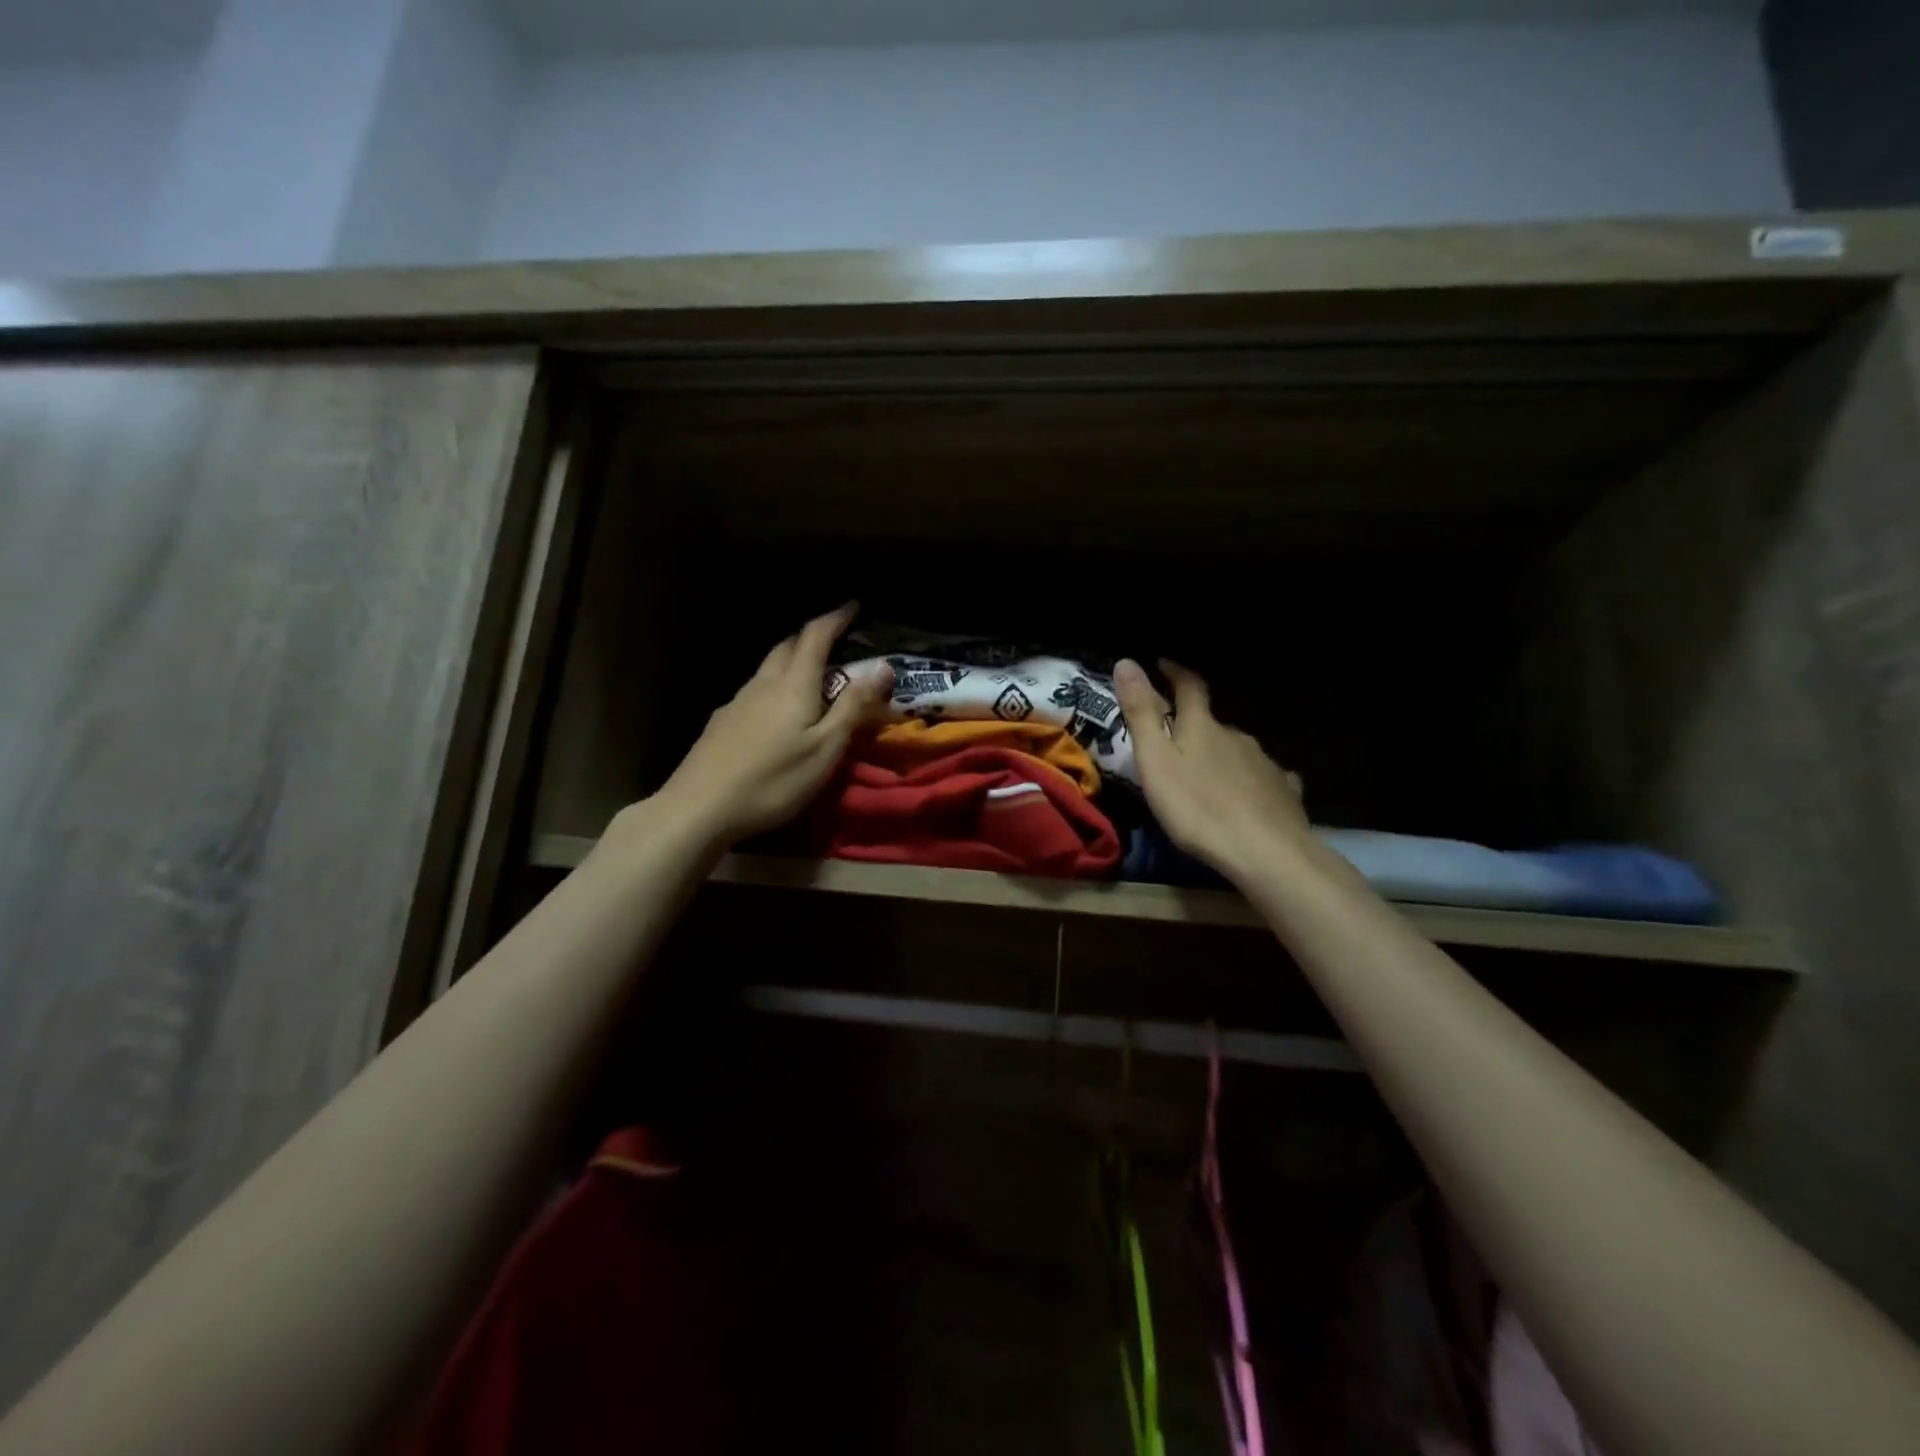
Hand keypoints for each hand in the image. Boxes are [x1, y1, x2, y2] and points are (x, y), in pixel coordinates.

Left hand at [653, 604, 893, 849]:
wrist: (699, 808)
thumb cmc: (773, 781)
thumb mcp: (825, 749)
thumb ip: (854, 707)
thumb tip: (883, 666)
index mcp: (793, 685)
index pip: (816, 636)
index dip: (836, 618)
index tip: (854, 605)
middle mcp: (763, 684)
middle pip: (787, 646)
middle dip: (812, 637)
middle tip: (835, 641)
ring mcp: (737, 701)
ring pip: (768, 668)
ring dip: (791, 661)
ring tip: (811, 675)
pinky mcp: (721, 722)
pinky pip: (754, 690)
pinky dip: (774, 686)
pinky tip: (776, 711)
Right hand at [1113, 658, 1309, 880]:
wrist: (1265, 851)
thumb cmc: (1198, 807)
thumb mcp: (1156, 761)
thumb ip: (1141, 713)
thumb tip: (1126, 661)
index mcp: (1202, 727)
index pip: (1189, 687)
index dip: (1175, 673)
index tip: (1162, 664)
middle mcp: (1236, 736)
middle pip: (1213, 723)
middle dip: (1195, 726)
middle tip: (1176, 744)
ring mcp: (1265, 763)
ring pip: (1238, 751)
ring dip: (1221, 756)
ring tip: (1207, 776)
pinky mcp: (1284, 792)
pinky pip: (1265, 778)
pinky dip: (1252, 780)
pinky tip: (1250, 796)